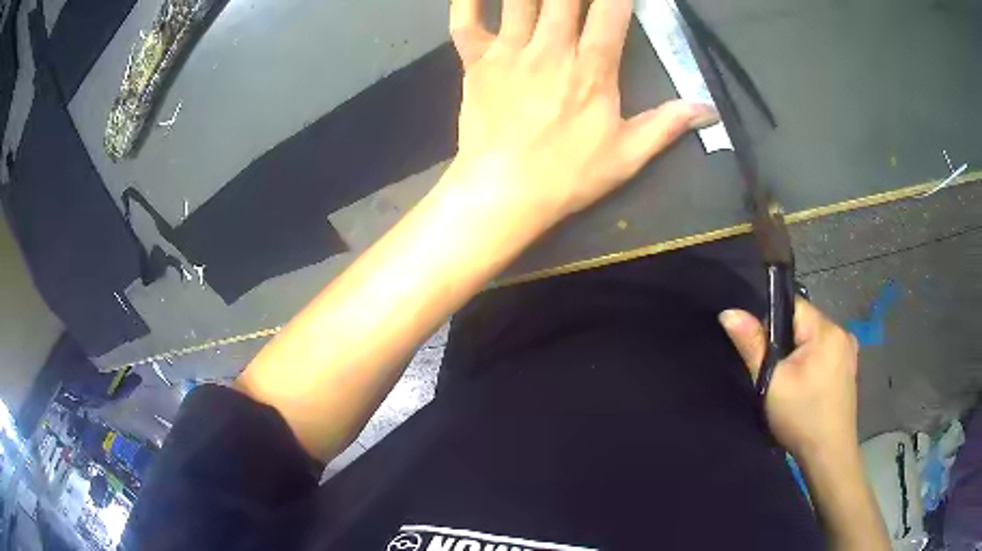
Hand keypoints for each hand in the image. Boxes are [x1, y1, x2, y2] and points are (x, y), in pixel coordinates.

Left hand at [448, 0, 717, 223]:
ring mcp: (509, 52)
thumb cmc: (567, 176)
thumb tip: (709, 109)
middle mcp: (550, 48)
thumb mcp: (627, 156)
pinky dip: (467, 1)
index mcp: (592, 68)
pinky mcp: (475, 62)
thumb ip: (666, 125)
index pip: (610, 11)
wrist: (502, 194)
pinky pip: (465, 22)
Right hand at [718, 299, 860, 460]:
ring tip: (790, 384)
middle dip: (786, 342)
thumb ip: (752, 345)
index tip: (763, 352)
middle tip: (776, 374)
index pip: (793, 306)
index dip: (771, 323)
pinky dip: (811, 363)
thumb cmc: (801, 417)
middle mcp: (842, 332)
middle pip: (803, 323)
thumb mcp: (772, 383)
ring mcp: (849, 350)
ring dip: (798, 354)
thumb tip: (729, 312)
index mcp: (827, 330)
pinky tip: (806, 387)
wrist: (829, 455)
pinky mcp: (849, 367)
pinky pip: (824, 353)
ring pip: (813, 340)